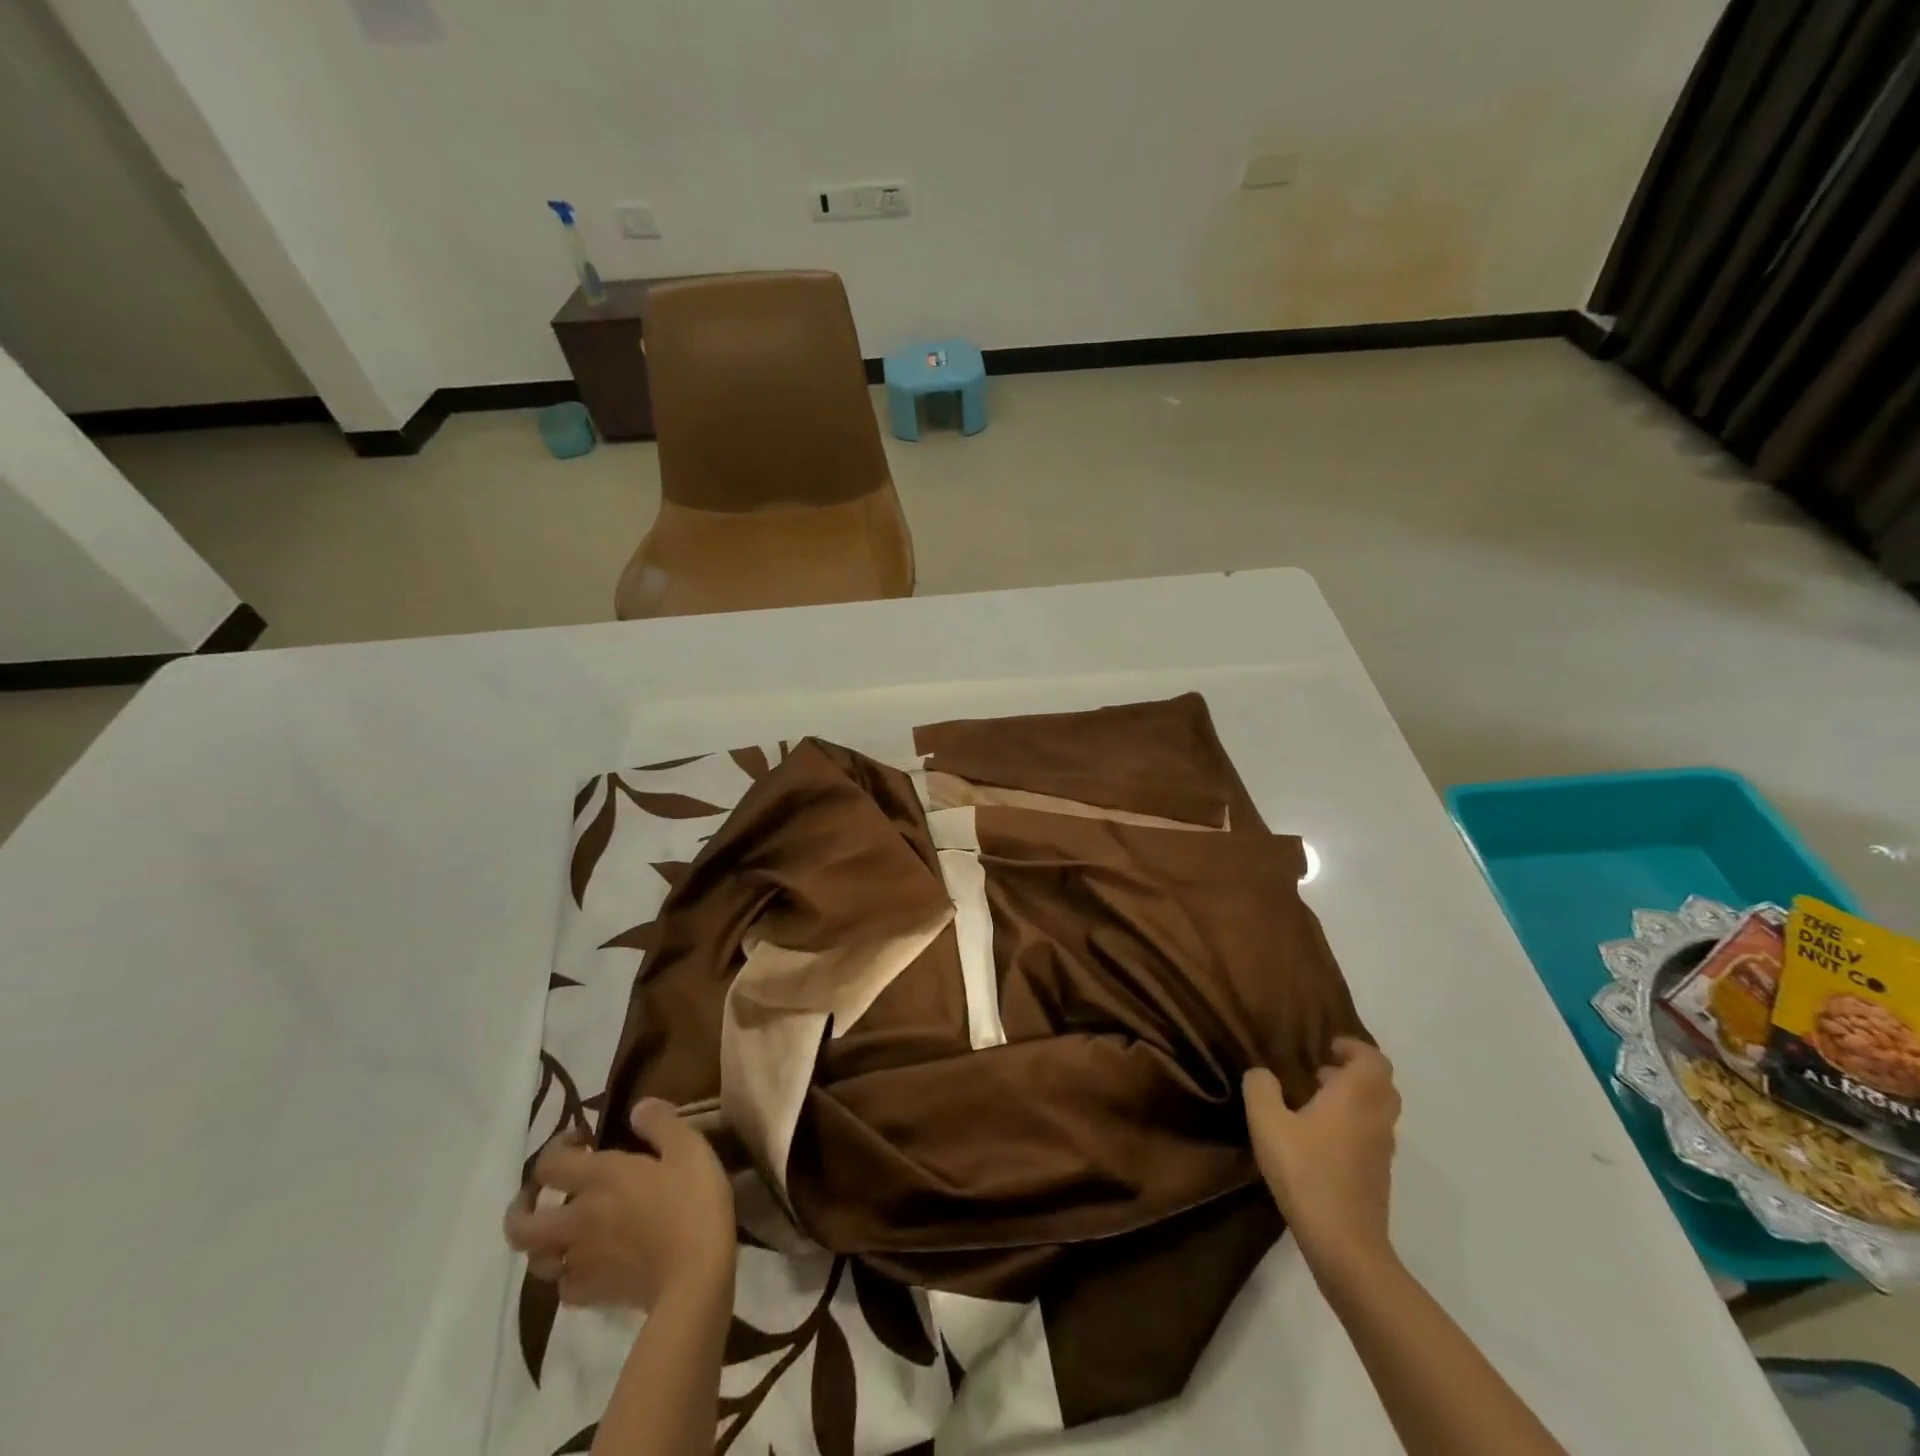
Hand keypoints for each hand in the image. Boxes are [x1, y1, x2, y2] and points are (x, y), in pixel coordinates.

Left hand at [504, 1099, 736, 1309]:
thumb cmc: (693, 1203)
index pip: (550, 1164)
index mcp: (600, 1179)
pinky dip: (567, 1273)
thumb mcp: (689, 1148)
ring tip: (561, 1232)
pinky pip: (564, 1285)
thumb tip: (637, 1108)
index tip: (580, 1139)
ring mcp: (581, 1262)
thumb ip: (660, 1122)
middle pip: (521, 1225)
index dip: (556, 1148)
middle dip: (522, 1207)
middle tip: (540, 1194)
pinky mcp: (593, 1294)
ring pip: (536, 1260)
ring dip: (542, 1243)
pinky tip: (586, 1264)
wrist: (695, 1277)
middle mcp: (578, 1220)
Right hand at [1243, 1038, 1400, 1276]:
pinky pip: (1372, 1135)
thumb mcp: (1267, 1122)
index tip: (1326, 1048)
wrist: (1344, 1244)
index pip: (1373, 1059)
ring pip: (1378, 1111)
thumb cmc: (1306, 1172)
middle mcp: (1376, 1118)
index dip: (1353, 1048)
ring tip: (1315, 1103)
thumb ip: (1261, 1088)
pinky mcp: (1378, 1176)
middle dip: (1354, 1072)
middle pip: (1381, 1084)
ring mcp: (1381, 1150)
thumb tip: (1262, 1074)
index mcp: (1356, 1096)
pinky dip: (1354, 1125)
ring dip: (1354, 1099)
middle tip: (1321, 1073)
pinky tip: (1320, 1139)